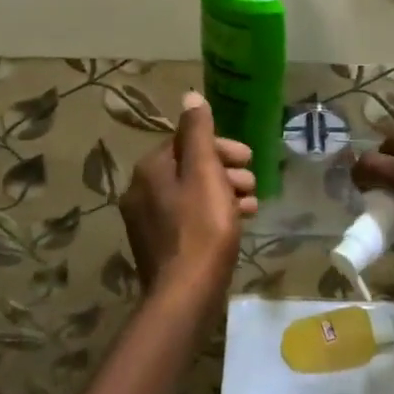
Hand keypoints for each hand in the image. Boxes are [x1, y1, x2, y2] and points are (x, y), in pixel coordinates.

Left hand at [120, 92, 255, 300]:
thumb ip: (198, 133)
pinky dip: (212, 216)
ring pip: (191, 195)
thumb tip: (190, 96)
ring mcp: (147, 222)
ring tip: (252, 206)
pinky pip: (188, 219)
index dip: (221, 146)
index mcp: (149, 169)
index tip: (248, 158)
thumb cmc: (201, 228)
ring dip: (223, 193)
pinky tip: (235, 226)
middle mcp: (141, 191)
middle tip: (252, 183)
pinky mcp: (159, 247)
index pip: (186, 141)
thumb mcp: (205, 172)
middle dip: (225, 171)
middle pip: (189, 168)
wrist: (185, 296)